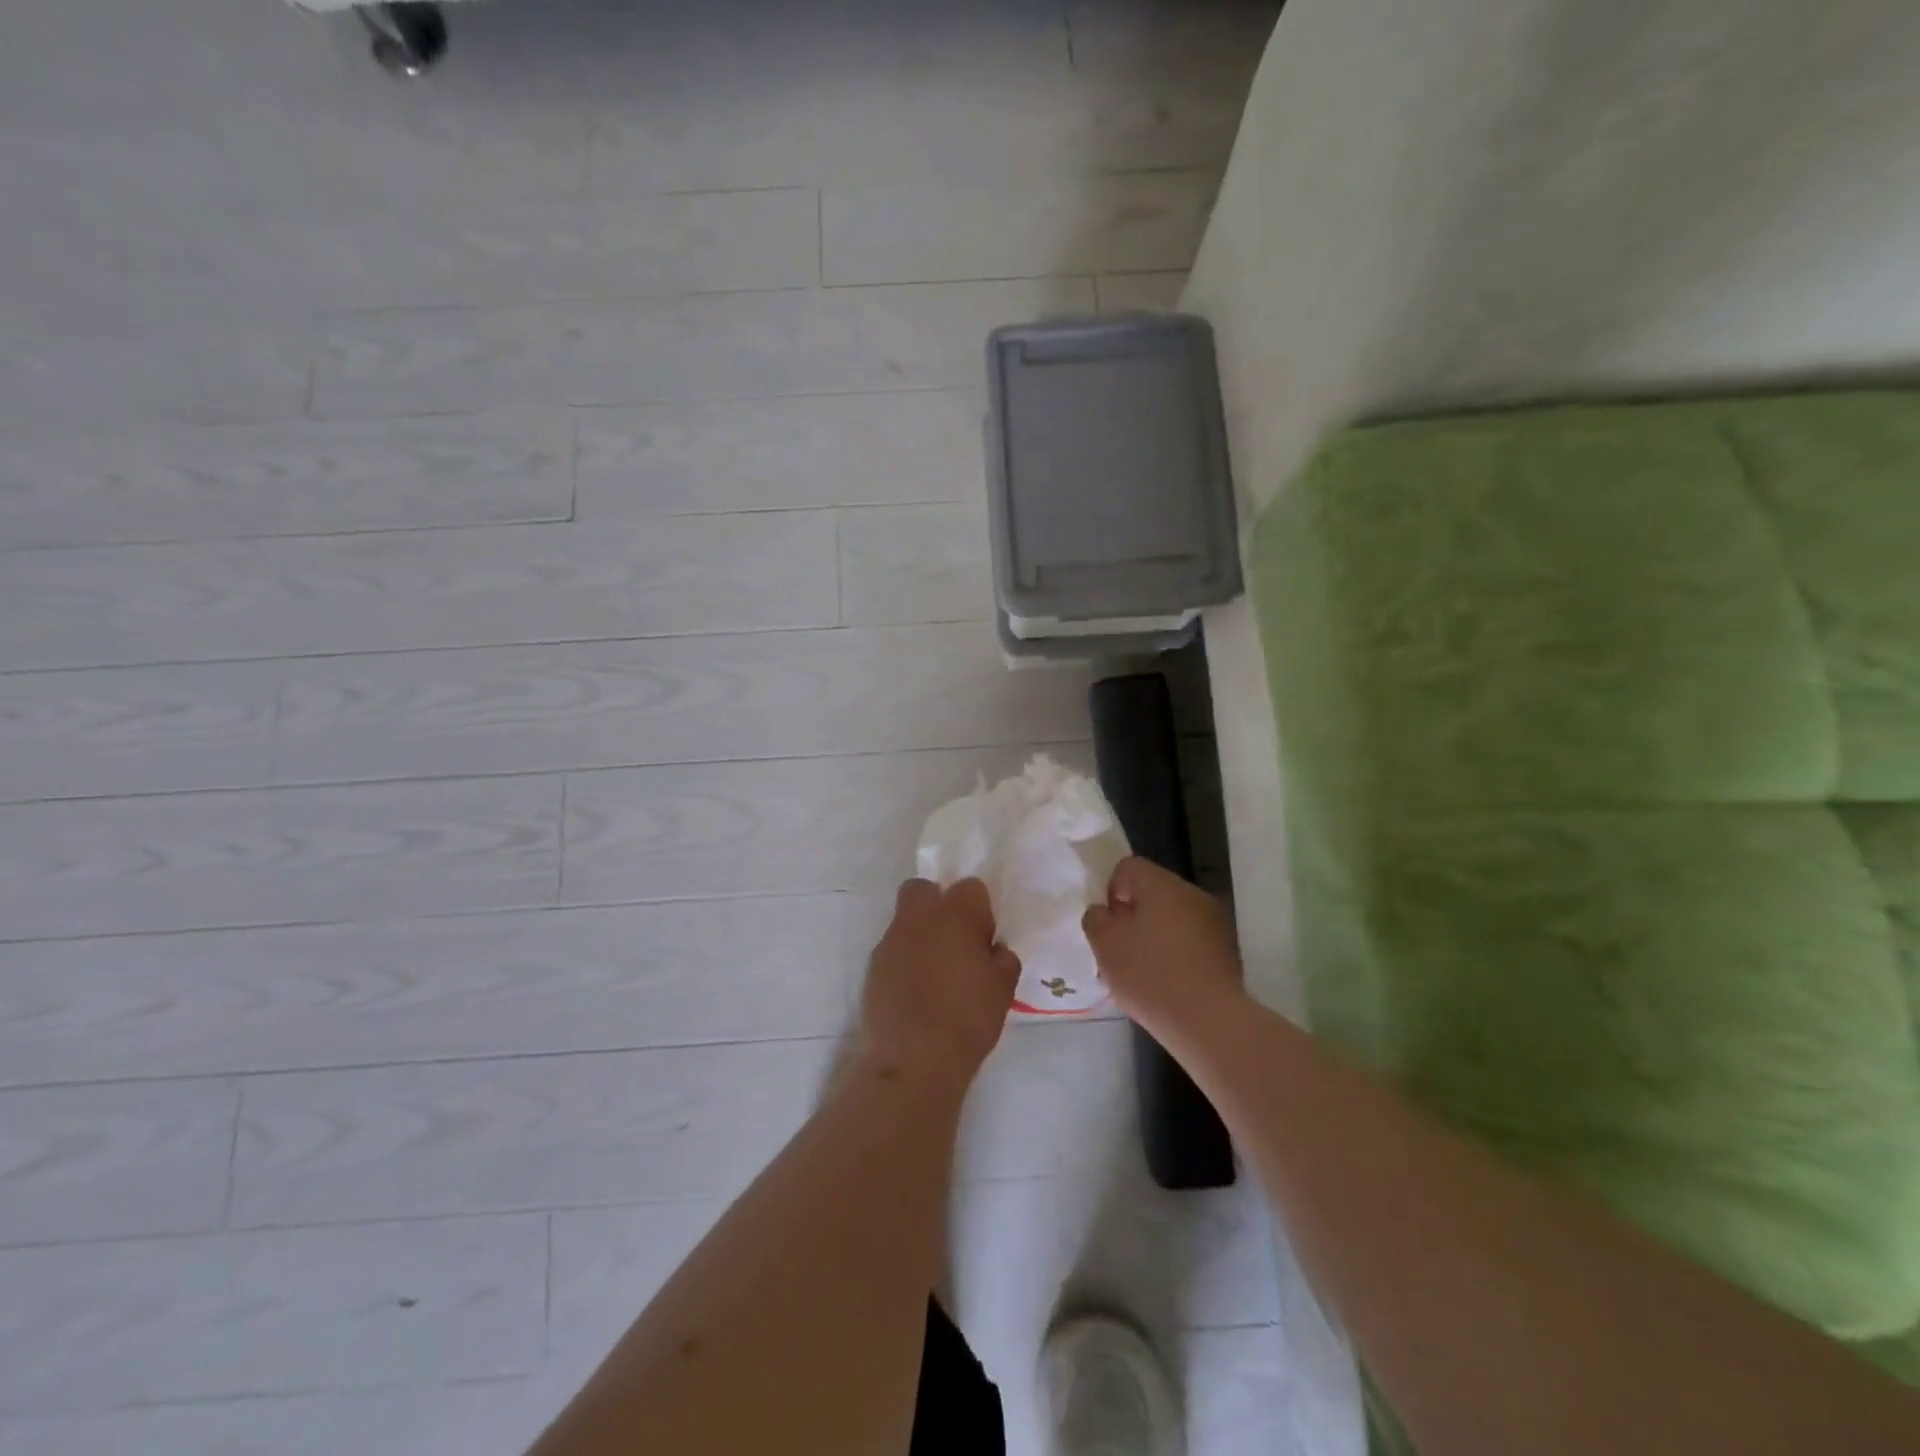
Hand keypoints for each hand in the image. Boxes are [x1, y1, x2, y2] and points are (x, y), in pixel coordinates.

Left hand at [858, 878, 1019, 1091]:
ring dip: (921, 934)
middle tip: (955, 941)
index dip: (980, 911)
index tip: (983, 941)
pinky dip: (905, 959)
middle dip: (939, 904)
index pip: (971, 887)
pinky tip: (916, 992)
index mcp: (956, 915)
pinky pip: (893, 948)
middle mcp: (919, 918)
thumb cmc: (967, 1020)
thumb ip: (1002, 960)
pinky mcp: (873, 965)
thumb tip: (994, 950)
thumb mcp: (1003, 990)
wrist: (911, 1060)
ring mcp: (891, 940)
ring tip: (936, 974)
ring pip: (906, 919)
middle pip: (925, 889)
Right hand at [1083, 857, 1245, 1033]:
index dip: (1111, 891)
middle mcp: (1191, 893)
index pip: (1128, 867)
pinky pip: (1193, 938)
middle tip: (1123, 948)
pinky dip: (1178, 951)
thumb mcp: (1105, 946)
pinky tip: (1170, 980)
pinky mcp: (1227, 949)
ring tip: (1146, 969)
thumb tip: (1104, 911)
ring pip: (1174, 915)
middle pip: (1153, 891)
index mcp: (1160, 884)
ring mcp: (1215, 920)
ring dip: (1157, 933)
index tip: (1109, 925)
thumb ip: (1096, 919)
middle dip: (1135, 914)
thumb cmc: (1149, 975)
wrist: (1208, 1020)